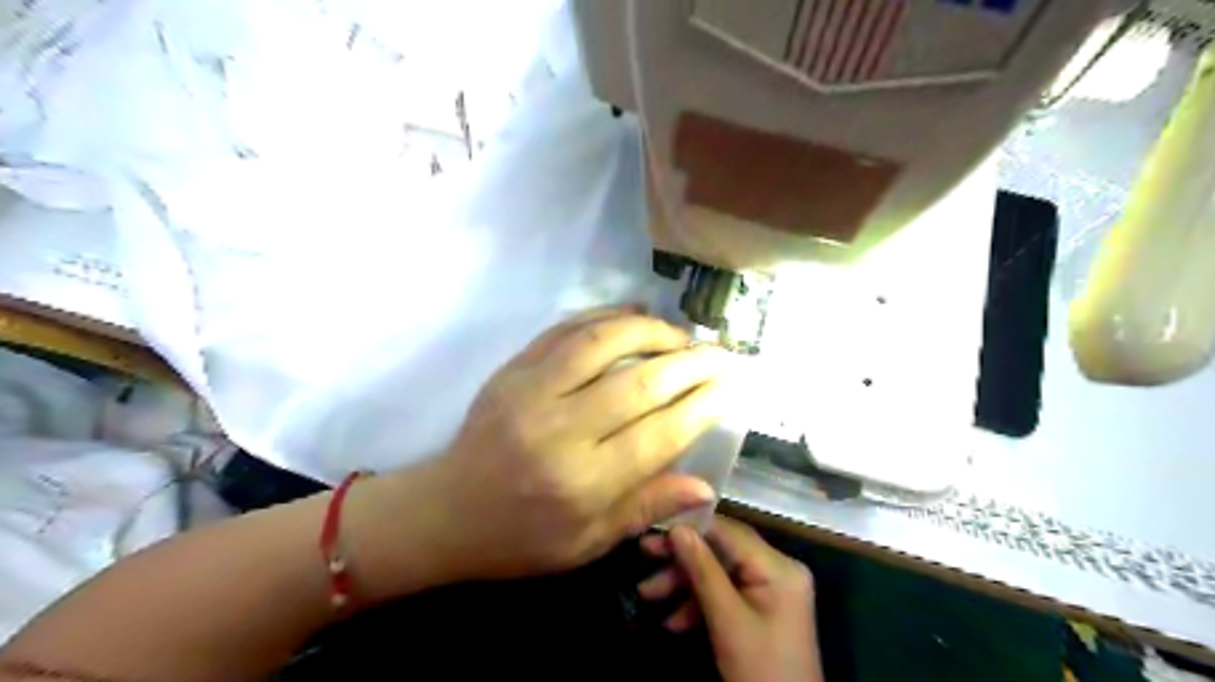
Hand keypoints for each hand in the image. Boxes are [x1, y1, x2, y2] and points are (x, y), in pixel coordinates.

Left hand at [413, 310, 729, 579]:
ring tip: (680, 335)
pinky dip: (605, 316)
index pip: (659, 433)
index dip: (701, 405)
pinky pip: (565, 329)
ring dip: (651, 330)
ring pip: (602, 342)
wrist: (445, 512)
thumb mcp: (586, 543)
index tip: (730, 386)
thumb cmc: (520, 538)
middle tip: (720, 353)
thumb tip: (705, 485)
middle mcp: (560, 430)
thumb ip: (645, 508)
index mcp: (582, 482)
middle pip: (639, 383)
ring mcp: (531, 391)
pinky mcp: (513, 370)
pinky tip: (633, 315)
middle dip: (689, 363)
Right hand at [636, 518, 826, 680]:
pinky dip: (698, 604)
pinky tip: (672, 621)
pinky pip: (725, 594)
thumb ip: (702, 570)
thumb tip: (676, 528)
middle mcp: (777, 569)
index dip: (691, 527)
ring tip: (646, 594)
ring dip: (684, 584)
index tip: (654, 528)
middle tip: (644, 553)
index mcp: (778, 566)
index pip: (729, 532)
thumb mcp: (727, 620)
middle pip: (722, 551)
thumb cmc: (761, 670)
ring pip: (719, 573)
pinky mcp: (760, 608)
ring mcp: (769, 589)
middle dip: (682, 560)